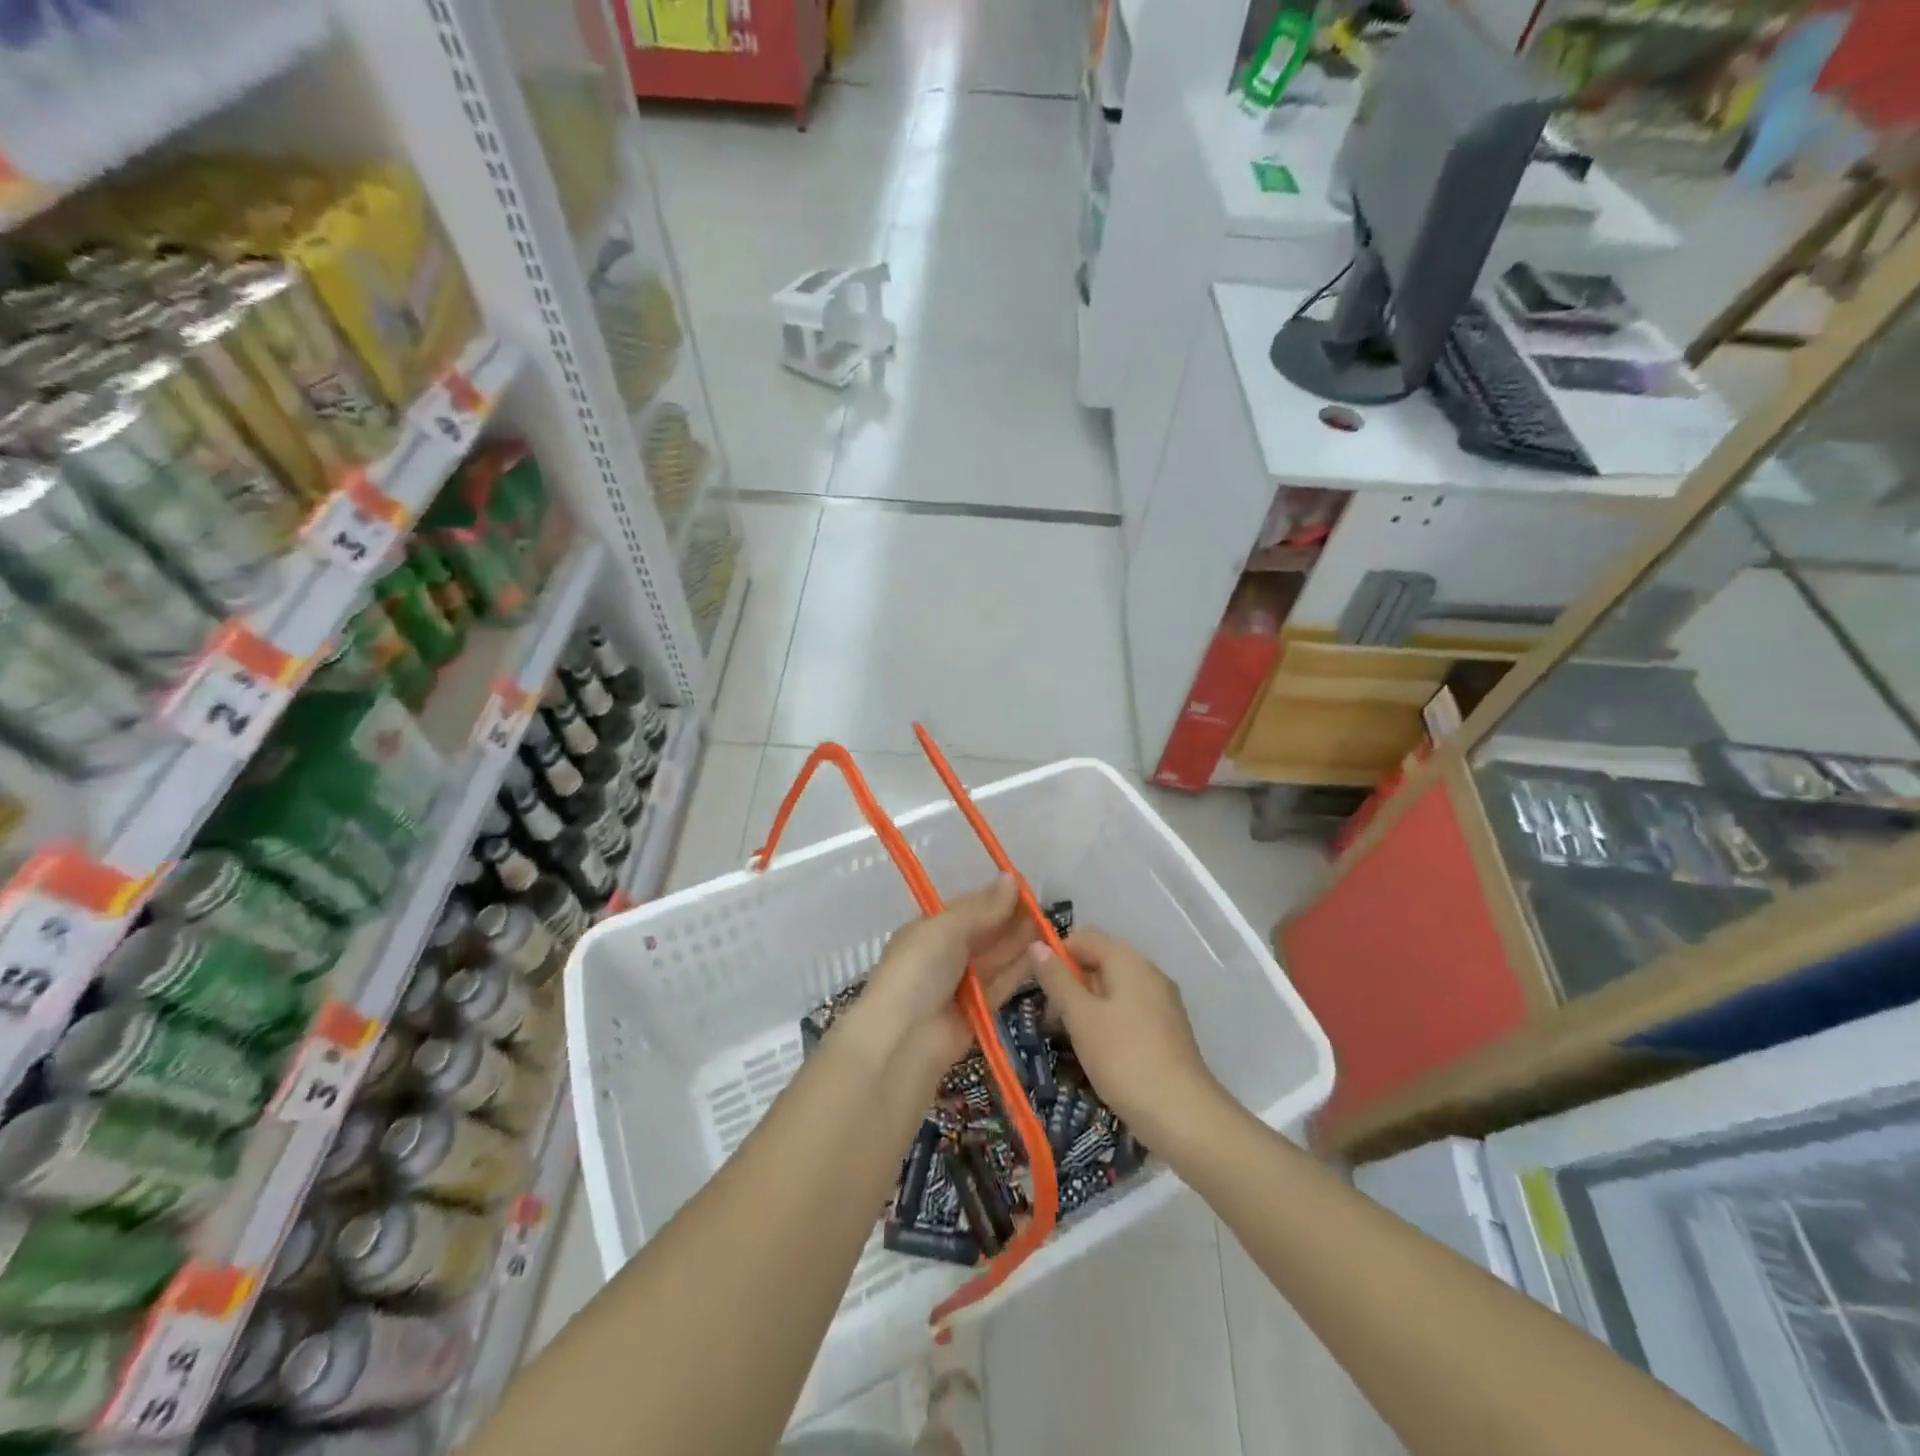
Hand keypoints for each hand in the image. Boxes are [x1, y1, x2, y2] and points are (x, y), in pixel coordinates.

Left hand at [843, 877, 1039, 1074]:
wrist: (902, 1040)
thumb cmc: (918, 971)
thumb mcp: (946, 929)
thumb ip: (982, 908)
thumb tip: (1012, 878)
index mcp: (928, 929)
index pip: (967, 907)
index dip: (995, 896)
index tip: (1027, 886)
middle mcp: (943, 955)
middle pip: (984, 932)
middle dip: (1011, 919)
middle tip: (1046, 907)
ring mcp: (960, 984)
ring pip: (995, 958)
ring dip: (1020, 943)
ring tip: (1051, 927)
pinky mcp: (977, 1012)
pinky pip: (1001, 985)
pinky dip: (1019, 970)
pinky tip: (1043, 956)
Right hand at [1029, 928, 1229, 1149]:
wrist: (1182, 1115)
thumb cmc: (1123, 1057)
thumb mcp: (1080, 1016)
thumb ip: (1057, 979)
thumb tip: (1036, 944)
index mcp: (1128, 960)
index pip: (1083, 937)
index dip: (1056, 956)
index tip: (1038, 989)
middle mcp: (1148, 972)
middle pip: (1099, 962)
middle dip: (1069, 985)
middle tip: (1050, 1021)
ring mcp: (1161, 1001)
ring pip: (1112, 989)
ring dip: (1086, 1007)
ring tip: (1069, 1040)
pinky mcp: (1167, 1029)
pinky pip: (1128, 1011)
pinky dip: (1107, 1022)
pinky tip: (1097, 1052)